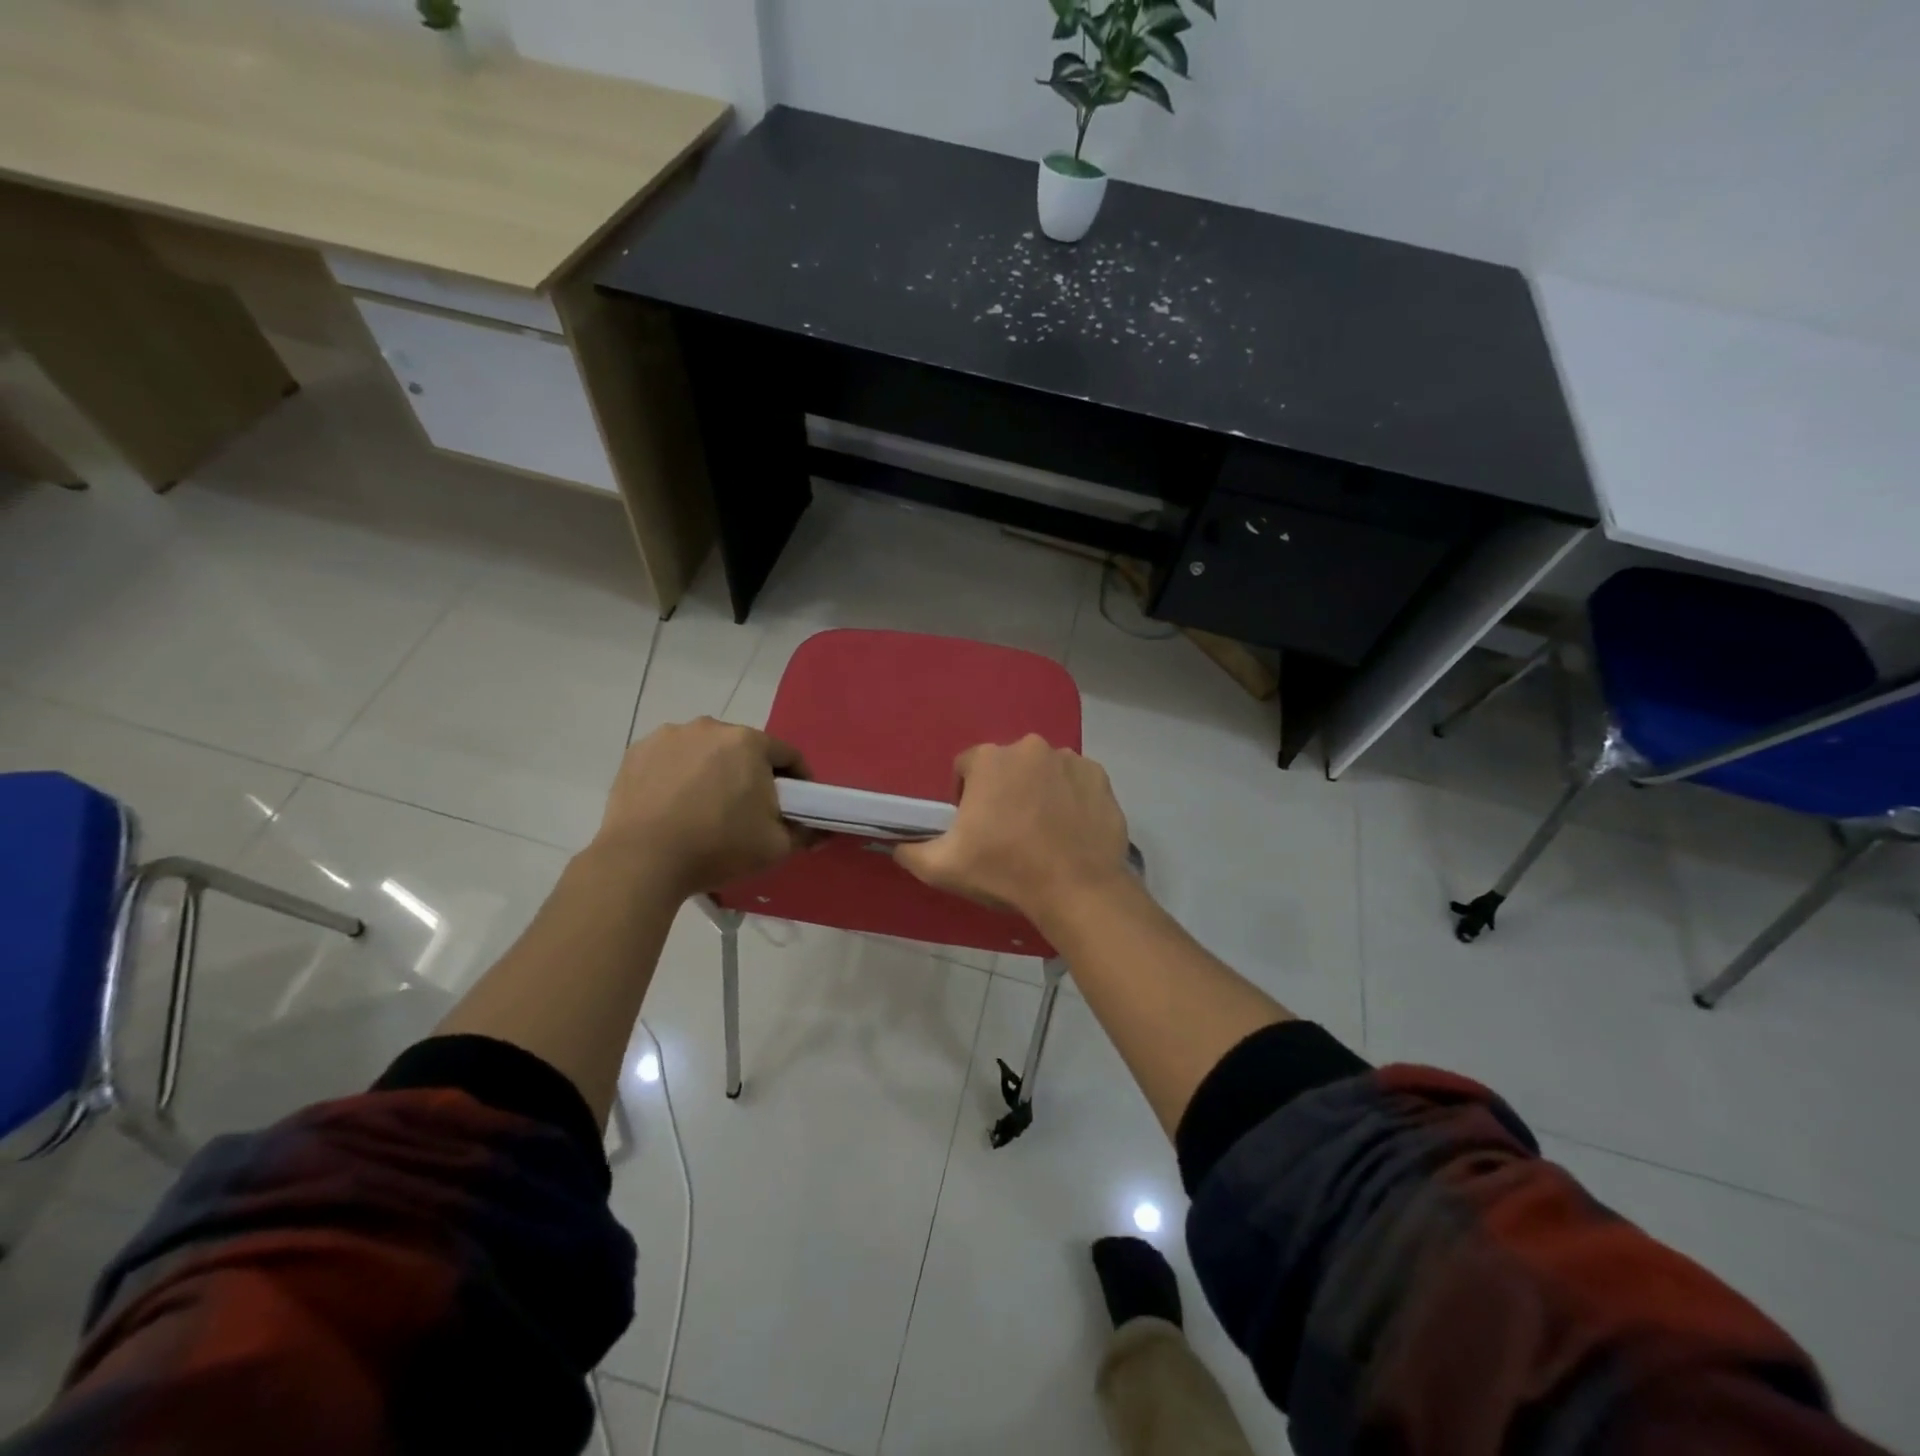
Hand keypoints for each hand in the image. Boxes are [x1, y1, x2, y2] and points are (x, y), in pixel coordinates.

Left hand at [592, 718, 809, 898]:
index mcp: (749, 742)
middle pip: (744, 749)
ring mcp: (669, 736)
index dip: (798, 780)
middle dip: (752, 773)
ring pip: (705, 751)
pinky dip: (678, 775)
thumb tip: (819, 831)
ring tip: (707, 807)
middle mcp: (710, 727)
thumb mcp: (775, 847)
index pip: (787, 755)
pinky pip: (670, 759)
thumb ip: (804, 834)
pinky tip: (674, 804)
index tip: (797, 804)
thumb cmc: (718, 847)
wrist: (642, 860)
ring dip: (713, 771)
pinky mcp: (637, 752)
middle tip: (750, 809)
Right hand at [894, 735, 1131, 924]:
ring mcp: (1069, 759)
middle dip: (1004, 791)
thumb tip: (896, 845)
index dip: (966, 796)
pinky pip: (1076, 782)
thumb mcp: (942, 867)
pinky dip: (1071, 798)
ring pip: (1043, 771)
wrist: (1076, 890)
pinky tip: (1069, 829)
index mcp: (989, 759)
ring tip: (1042, 831)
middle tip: (1008, 831)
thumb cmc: (1004, 871)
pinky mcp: (1099, 777)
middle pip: (1007, 767)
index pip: (967, 768)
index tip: (975, 827)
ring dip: (1038, 792)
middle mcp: (1030, 747)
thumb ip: (910, 851)